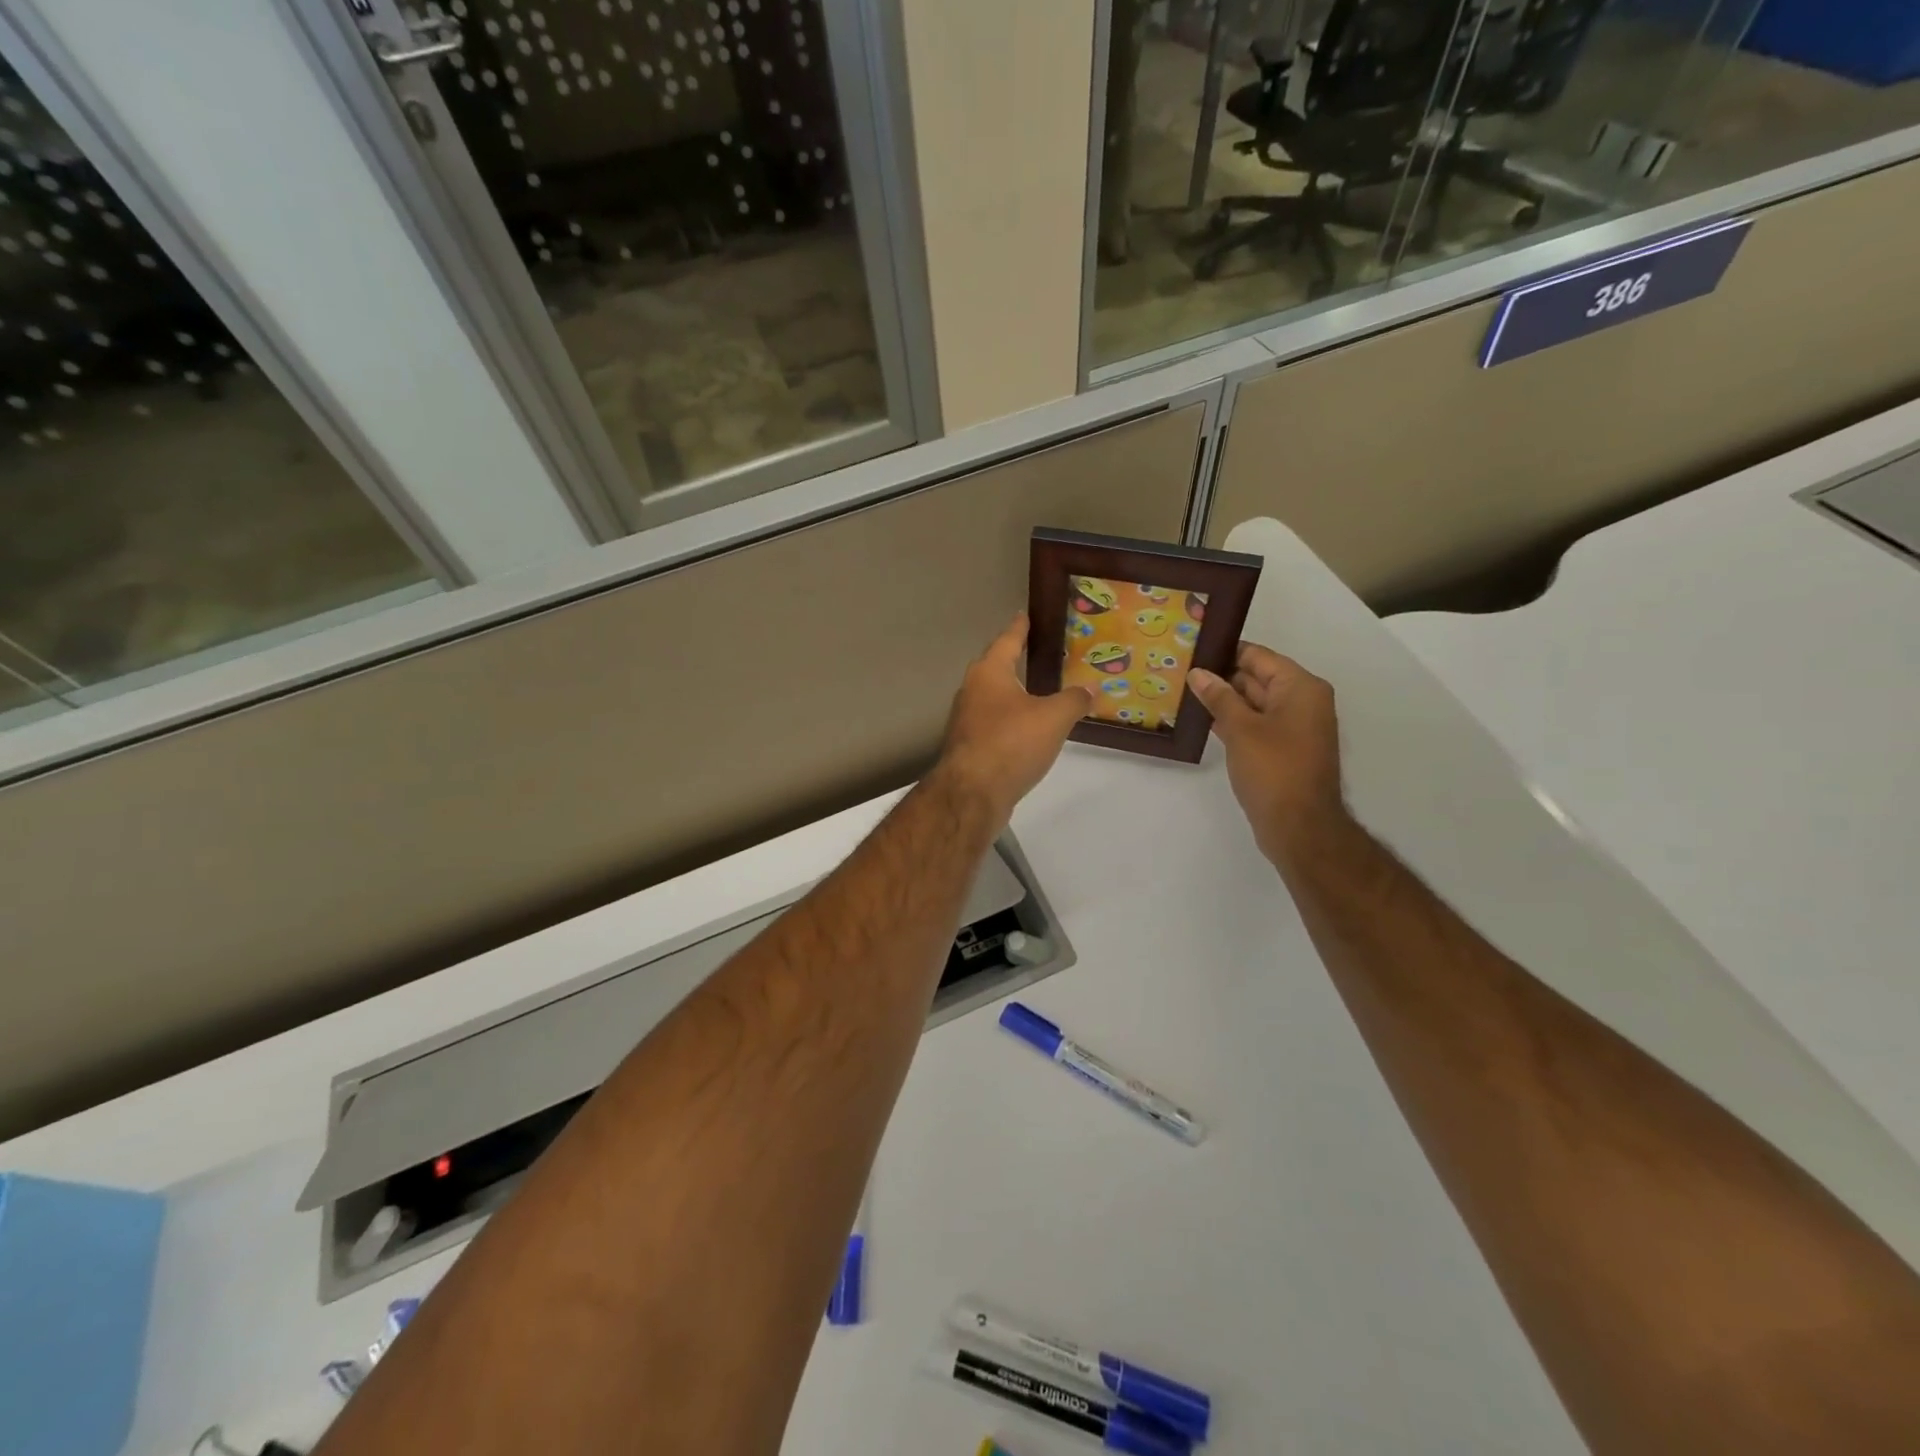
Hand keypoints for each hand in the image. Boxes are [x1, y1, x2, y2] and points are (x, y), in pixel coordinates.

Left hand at [934, 613, 1092, 826]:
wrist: (972, 793)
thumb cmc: (1011, 743)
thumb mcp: (1053, 718)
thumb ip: (1074, 700)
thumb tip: (1091, 689)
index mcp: (989, 673)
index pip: (1007, 641)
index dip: (1019, 628)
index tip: (1024, 615)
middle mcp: (972, 691)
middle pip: (994, 668)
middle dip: (1013, 660)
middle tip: (1036, 653)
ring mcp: (966, 721)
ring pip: (992, 698)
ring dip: (1012, 694)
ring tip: (1036, 692)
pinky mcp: (968, 747)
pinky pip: (993, 724)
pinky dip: (1010, 721)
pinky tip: (1026, 730)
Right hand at [1187, 642, 1346, 866]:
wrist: (1299, 826)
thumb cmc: (1273, 770)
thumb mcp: (1241, 729)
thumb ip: (1219, 697)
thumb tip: (1198, 673)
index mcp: (1300, 688)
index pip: (1258, 656)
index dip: (1225, 651)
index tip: (1193, 647)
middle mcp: (1302, 702)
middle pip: (1257, 677)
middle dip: (1221, 676)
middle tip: (1181, 670)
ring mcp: (1294, 727)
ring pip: (1254, 703)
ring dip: (1224, 700)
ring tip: (1184, 692)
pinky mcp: (1283, 749)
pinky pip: (1256, 724)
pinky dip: (1233, 721)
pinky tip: (1203, 721)